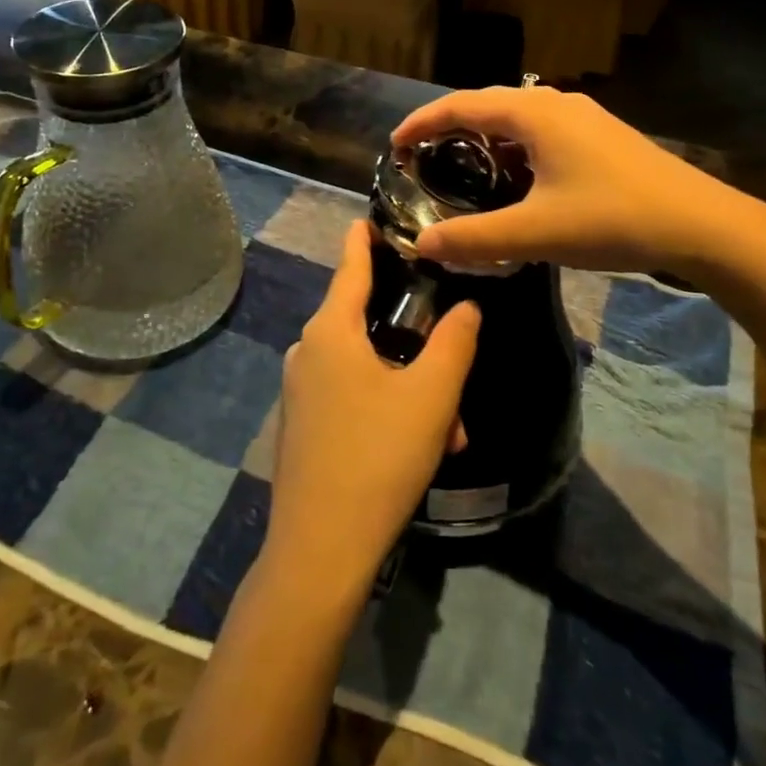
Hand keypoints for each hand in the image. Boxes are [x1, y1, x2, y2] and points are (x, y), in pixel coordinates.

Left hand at [269, 221, 480, 597]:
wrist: (320, 549)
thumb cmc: (378, 456)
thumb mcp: (431, 396)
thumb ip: (454, 342)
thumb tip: (466, 306)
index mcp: (330, 331)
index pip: (350, 265)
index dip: (364, 238)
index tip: (373, 216)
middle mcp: (307, 352)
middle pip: (365, 323)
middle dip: (415, 343)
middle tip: (452, 367)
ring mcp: (299, 391)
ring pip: (365, 369)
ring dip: (409, 388)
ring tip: (448, 431)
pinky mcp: (301, 425)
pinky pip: (349, 397)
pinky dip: (385, 409)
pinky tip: (418, 448)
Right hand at [392, 86, 765, 274]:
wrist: (702, 225)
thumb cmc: (613, 219)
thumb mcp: (536, 233)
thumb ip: (474, 239)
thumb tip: (423, 245)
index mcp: (533, 113)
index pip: (461, 105)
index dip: (421, 123)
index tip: (394, 146)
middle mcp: (555, 104)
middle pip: (487, 105)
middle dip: (450, 128)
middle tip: (422, 159)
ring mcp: (583, 118)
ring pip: (517, 119)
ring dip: (484, 139)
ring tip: (461, 169)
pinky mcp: (601, 137)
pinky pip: (541, 132)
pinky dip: (514, 149)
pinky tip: (516, 181)